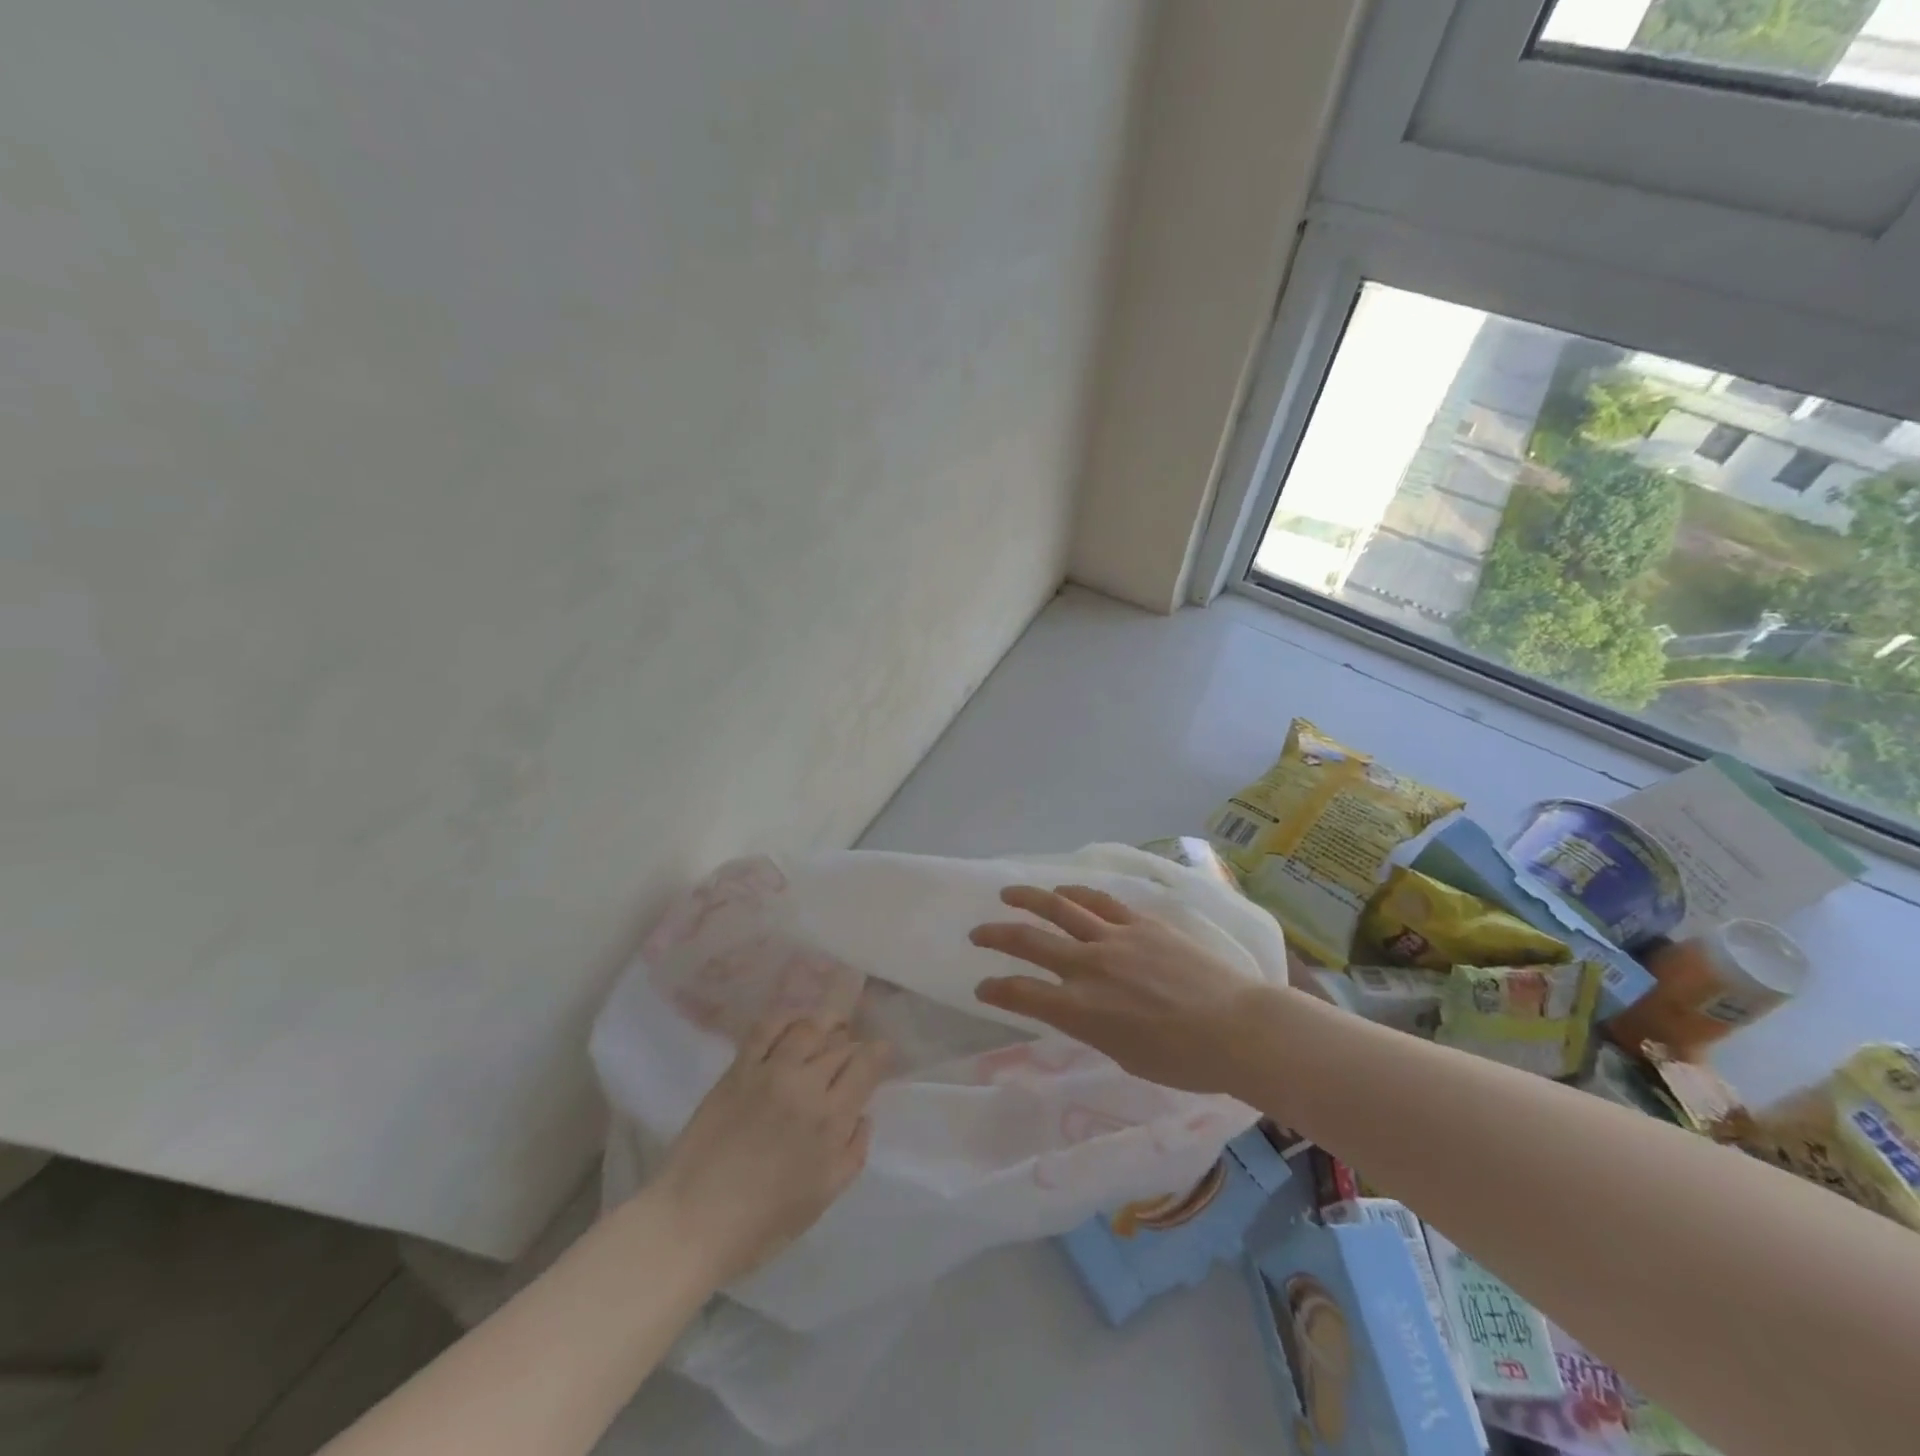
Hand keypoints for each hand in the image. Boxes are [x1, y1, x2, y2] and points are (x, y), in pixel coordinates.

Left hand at [652, 1016, 887, 1285]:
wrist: (692, 1222)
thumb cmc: (761, 1223)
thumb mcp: (822, 1197)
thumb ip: (852, 1153)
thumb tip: (863, 1116)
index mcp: (831, 1120)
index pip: (866, 1066)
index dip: (879, 1053)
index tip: (882, 1053)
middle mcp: (806, 1086)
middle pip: (841, 1046)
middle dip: (854, 1045)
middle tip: (853, 1052)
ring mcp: (770, 1072)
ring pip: (809, 1028)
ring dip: (825, 1026)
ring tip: (828, 1030)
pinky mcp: (739, 1068)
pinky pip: (767, 1027)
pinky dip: (786, 1019)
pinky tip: (793, 1025)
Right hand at [969, 885, 1269, 1096]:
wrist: (1237, 1029)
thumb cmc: (1183, 1061)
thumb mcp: (1123, 1055)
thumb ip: (1092, 1026)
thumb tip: (1080, 1008)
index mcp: (1080, 1010)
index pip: (1022, 994)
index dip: (995, 990)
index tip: (982, 988)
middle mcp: (1088, 968)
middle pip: (1029, 942)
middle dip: (996, 937)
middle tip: (977, 933)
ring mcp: (1114, 939)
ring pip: (1059, 908)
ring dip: (1028, 900)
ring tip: (1008, 894)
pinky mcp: (1140, 923)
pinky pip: (1099, 902)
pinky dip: (1075, 894)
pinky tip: (1062, 890)